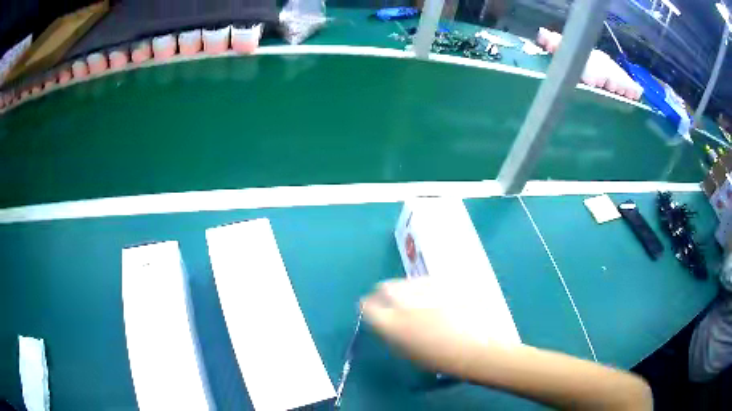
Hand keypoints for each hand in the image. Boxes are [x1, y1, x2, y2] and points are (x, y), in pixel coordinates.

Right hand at [360, 276, 492, 374]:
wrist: (481, 345)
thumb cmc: (444, 359)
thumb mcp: (409, 352)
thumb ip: (393, 333)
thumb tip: (387, 322)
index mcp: (390, 322)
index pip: (367, 305)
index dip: (369, 308)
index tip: (374, 312)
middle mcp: (403, 300)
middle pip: (384, 288)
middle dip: (385, 295)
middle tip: (395, 306)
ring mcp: (425, 287)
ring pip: (406, 282)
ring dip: (406, 291)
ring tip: (421, 304)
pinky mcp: (443, 280)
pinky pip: (426, 281)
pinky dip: (426, 289)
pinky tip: (439, 300)